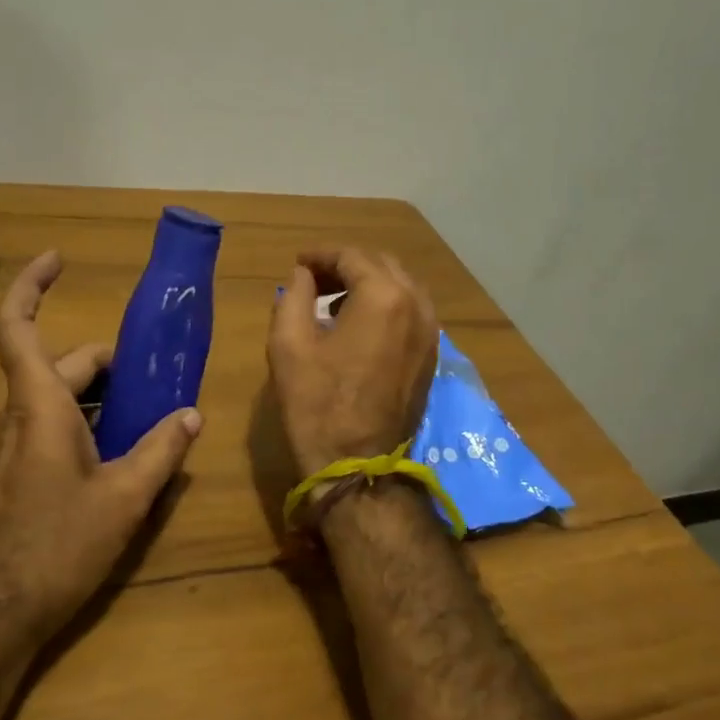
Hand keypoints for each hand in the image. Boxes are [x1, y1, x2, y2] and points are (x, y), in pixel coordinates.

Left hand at [0, 250, 202, 637]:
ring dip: (102, 397)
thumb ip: (162, 449)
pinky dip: (89, 423)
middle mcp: (20, 415)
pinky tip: (124, 454)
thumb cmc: (60, 542)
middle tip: (156, 377)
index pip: (18, 326)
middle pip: (62, 365)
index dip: (32, 285)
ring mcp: (15, 445)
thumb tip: (191, 415)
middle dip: (108, 364)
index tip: (59, 259)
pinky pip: (55, 427)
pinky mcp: (18, 473)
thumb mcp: (125, 496)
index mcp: (41, 404)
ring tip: (151, 416)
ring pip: (60, 398)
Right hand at [266, 248, 438, 480]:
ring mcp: (430, 332)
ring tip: (333, 300)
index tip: (298, 263)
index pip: (352, 256)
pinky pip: (411, 312)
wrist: (357, 464)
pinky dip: (386, 305)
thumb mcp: (288, 344)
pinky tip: (359, 324)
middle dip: (346, 265)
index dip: (321, 255)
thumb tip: (304, 275)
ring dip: (368, 284)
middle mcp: (417, 306)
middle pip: (382, 265)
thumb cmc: (317, 404)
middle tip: (313, 279)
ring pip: (401, 287)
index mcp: (384, 297)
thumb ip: (294, 296)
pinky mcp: (430, 356)